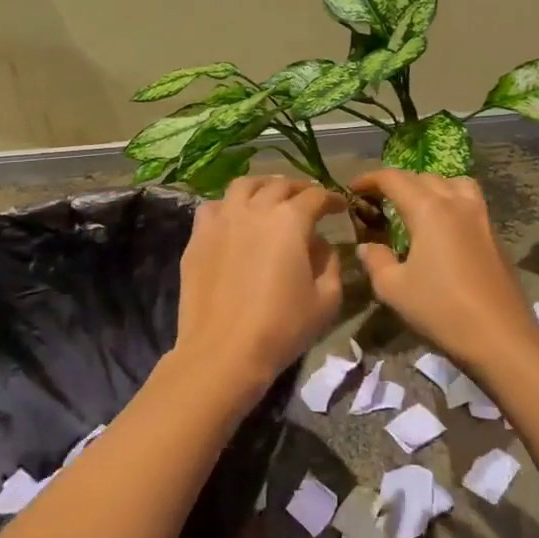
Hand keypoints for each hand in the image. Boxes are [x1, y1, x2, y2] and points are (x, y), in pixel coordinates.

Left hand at [173, 175, 346, 399]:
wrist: (223, 352)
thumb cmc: (281, 327)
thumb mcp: (326, 300)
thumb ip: (330, 263)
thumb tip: (320, 244)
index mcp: (289, 220)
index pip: (316, 196)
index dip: (332, 198)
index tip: (341, 206)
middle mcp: (254, 209)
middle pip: (279, 185)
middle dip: (299, 189)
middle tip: (309, 200)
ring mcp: (221, 220)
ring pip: (243, 186)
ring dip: (263, 187)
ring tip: (270, 197)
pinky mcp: (197, 238)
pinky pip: (214, 207)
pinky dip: (229, 206)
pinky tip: (234, 219)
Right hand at [350, 168, 538, 371]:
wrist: (500, 336)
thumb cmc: (441, 309)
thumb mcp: (394, 289)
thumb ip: (376, 261)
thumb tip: (368, 246)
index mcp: (429, 209)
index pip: (394, 179)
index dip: (370, 178)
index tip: (353, 188)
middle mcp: (456, 203)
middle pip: (423, 177)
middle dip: (398, 183)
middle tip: (379, 201)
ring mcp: (481, 217)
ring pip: (453, 183)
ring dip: (430, 187)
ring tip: (417, 206)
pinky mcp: (495, 234)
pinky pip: (469, 202)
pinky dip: (451, 202)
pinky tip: (442, 229)